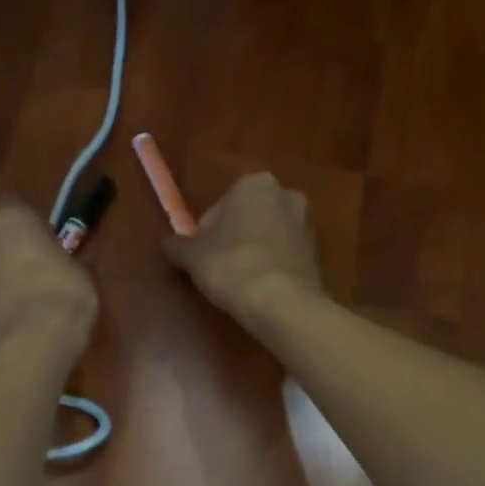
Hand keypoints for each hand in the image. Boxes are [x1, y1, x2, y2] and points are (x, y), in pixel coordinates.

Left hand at [0, 203, 98, 357]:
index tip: (45, 233)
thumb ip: (67, 257)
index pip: (14, 204)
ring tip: (31, 294)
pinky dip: (0, 298)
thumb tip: (74, 257)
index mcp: (11, 219)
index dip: (29, 219)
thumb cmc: (64, 295)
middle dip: (13, 246)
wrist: (32, 345)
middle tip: (38, 263)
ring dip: (5, 273)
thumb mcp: (82, 271)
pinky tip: (21, 314)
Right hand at [161, 172, 321, 324]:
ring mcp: (306, 225)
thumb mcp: (192, 255)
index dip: (206, 232)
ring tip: (238, 281)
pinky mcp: (316, 254)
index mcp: (255, 184)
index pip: (219, 206)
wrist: (282, 302)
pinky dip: (271, 266)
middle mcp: (286, 195)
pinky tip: (259, 288)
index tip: (201, 255)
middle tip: (217, 267)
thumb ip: (177, 245)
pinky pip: (284, 255)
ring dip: (254, 251)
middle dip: (233, 237)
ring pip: (268, 235)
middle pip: (247, 217)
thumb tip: (167, 244)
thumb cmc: (232, 265)